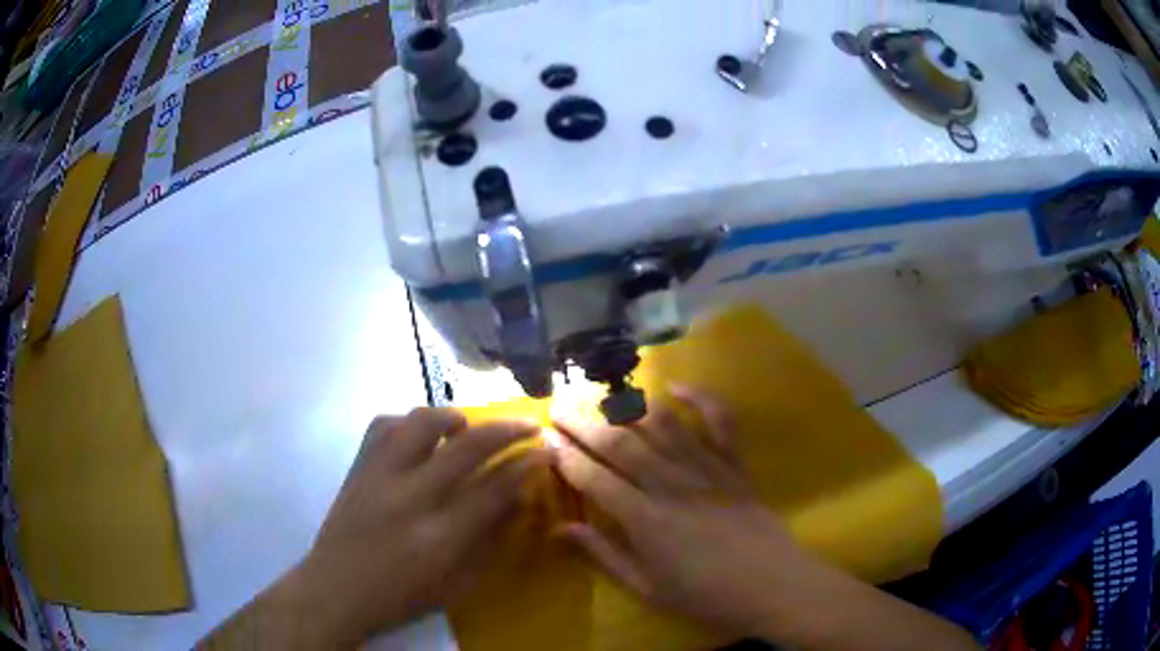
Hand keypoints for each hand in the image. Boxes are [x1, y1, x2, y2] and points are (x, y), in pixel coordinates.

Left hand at [298, 409, 549, 644]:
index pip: (494, 488)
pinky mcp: (358, 467)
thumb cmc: (402, 595)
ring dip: (454, 416)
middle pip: (466, 446)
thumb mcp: (457, 583)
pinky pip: (384, 425)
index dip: (526, 465)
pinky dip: (408, 422)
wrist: (336, 588)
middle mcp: (411, 497)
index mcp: (440, 536)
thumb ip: (490, 540)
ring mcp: (379, 476)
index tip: (547, 450)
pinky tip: (419, 435)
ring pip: (421, 422)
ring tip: (467, 426)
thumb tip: (519, 499)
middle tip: (530, 424)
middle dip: (507, 429)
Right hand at [554, 386, 810, 639]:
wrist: (771, 586)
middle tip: (560, 405)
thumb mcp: (646, 588)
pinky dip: (701, 398)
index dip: (566, 457)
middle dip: (584, 423)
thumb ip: (604, 555)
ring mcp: (706, 468)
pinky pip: (719, 421)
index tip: (545, 438)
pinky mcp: (734, 464)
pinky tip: (677, 386)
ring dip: (629, 407)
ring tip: (603, 395)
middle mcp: (670, 484)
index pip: (594, 478)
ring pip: (661, 426)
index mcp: (644, 519)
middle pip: (620, 444)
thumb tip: (563, 528)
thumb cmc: (705, 595)